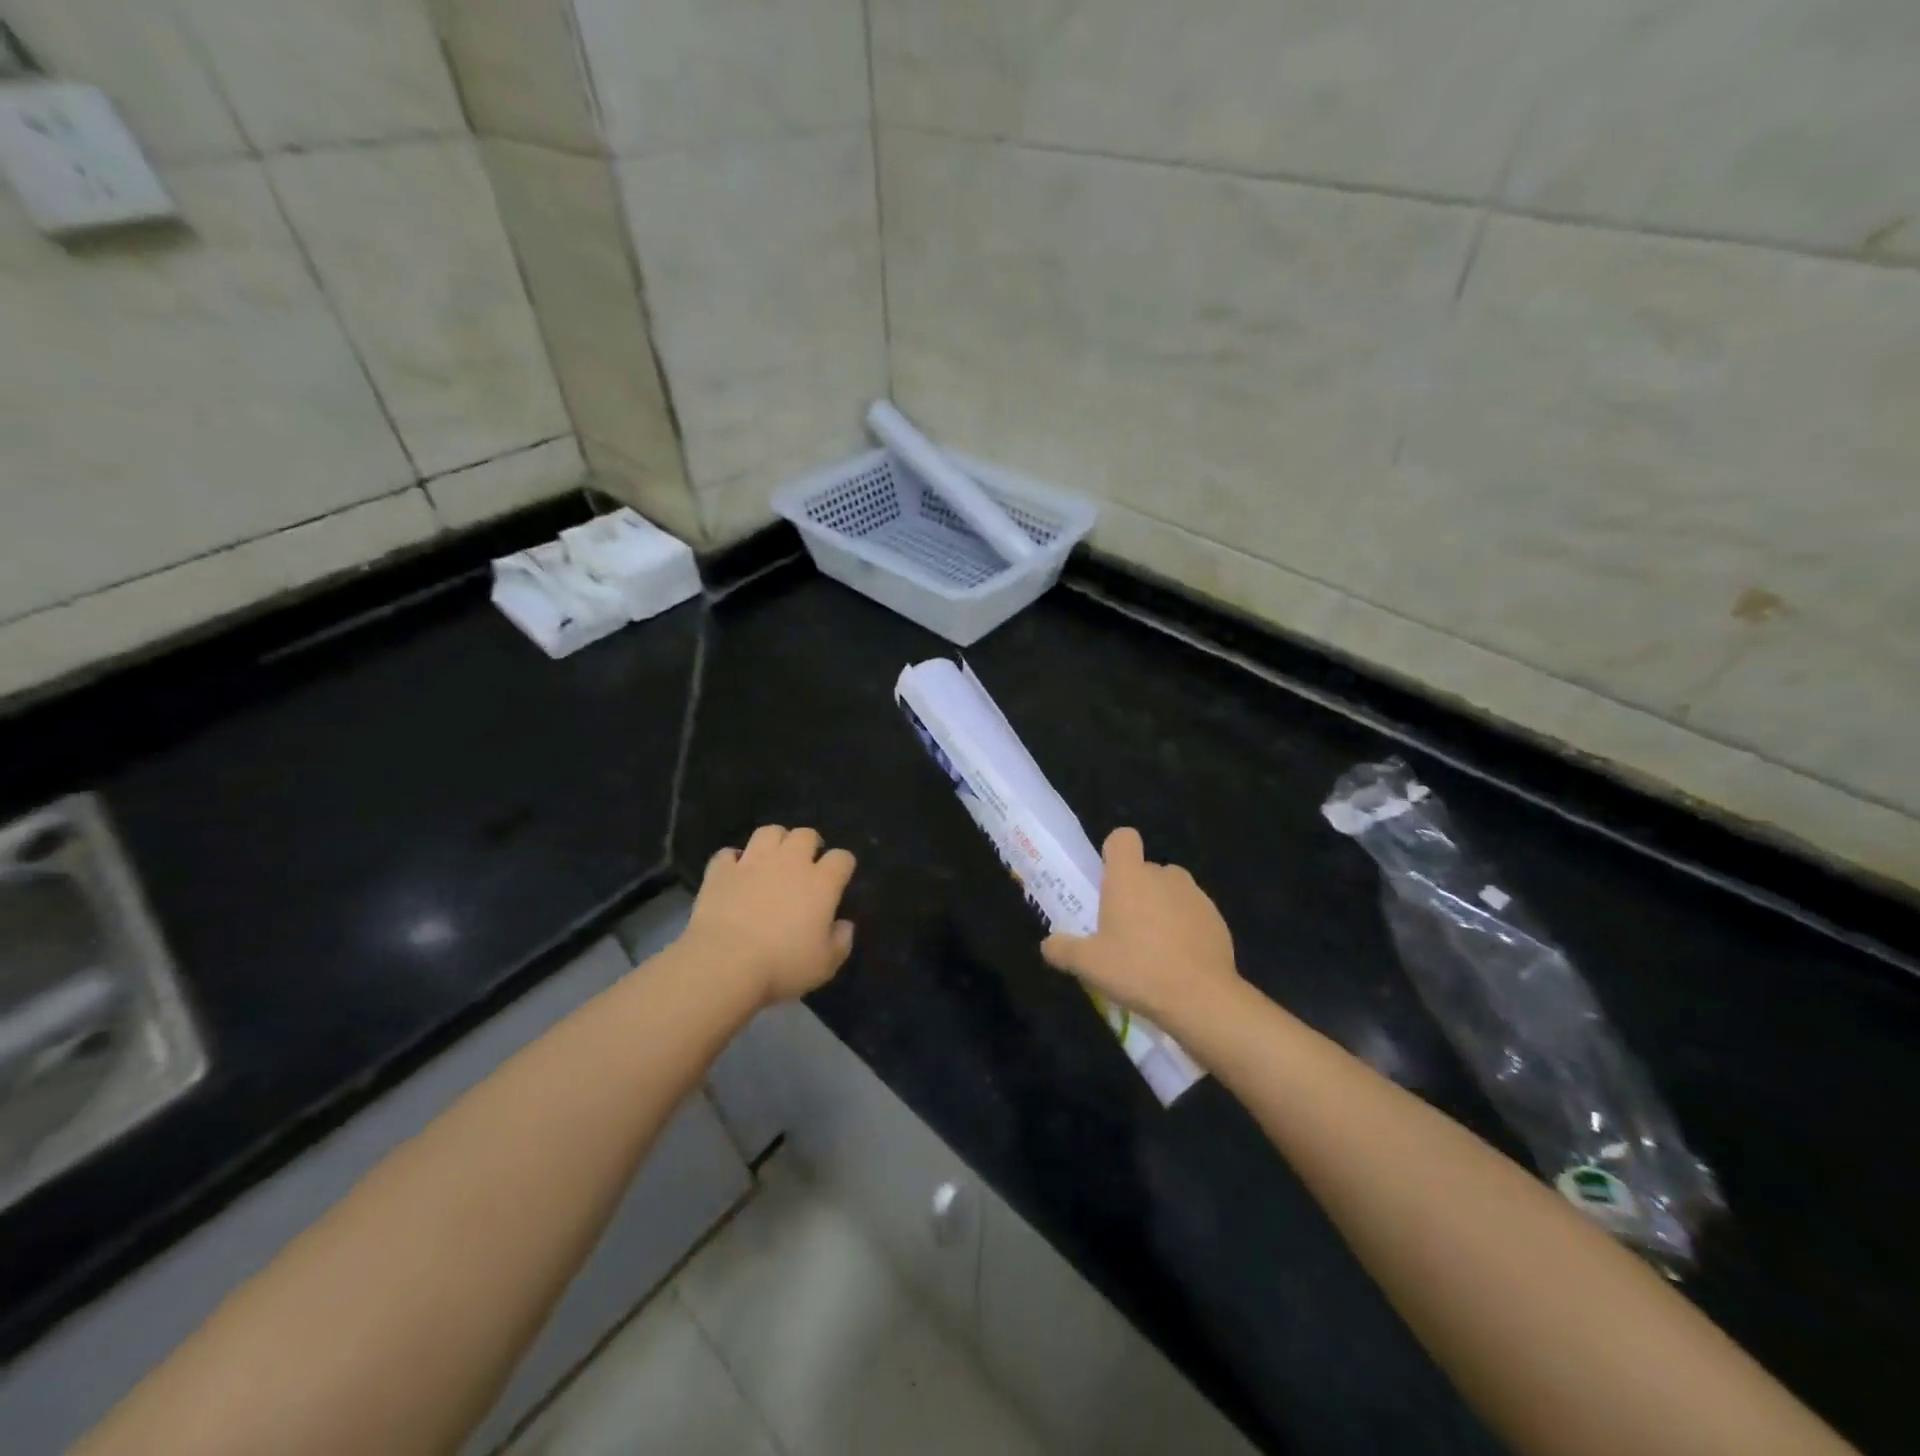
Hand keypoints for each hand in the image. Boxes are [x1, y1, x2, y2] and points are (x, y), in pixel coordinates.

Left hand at [683, 826, 856, 1006]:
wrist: (724, 963)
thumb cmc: (782, 965)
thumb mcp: (825, 964)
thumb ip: (841, 941)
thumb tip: (844, 925)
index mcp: (821, 883)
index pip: (842, 858)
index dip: (843, 865)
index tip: (839, 878)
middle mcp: (790, 863)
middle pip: (806, 834)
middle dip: (809, 844)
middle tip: (805, 863)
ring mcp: (752, 862)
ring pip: (769, 832)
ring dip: (774, 841)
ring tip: (772, 858)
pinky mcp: (721, 871)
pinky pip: (728, 853)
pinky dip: (733, 860)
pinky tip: (734, 872)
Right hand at [1041, 827, 1238, 1028]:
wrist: (1201, 998)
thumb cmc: (1137, 970)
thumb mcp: (1088, 965)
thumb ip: (1062, 949)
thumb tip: (1049, 944)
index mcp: (1129, 876)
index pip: (1123, 838)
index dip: (1113, 853)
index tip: (1107, 880)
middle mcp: (1163, 875)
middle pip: (1145, 869)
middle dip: (1134, 891)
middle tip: (1122, 928)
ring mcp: (1195, 895)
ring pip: (1170, 891)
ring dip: (1160, 908)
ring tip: (1152, 947)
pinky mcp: (1217, 918)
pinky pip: (1193, 913)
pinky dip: (1185, 928)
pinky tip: (1178, 961)